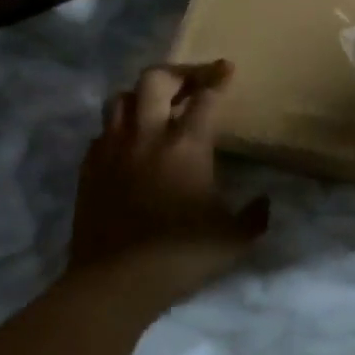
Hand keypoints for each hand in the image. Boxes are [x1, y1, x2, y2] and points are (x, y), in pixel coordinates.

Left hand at [67, 62, 268, 305]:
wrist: (114, 285)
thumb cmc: (180, 256)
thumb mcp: (233, 239)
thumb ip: (254, 216)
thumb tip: (264, 202)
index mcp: (186, 144)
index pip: (205, 97)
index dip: (218, 78)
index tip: (228, 69)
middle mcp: (148, 135)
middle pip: (155, 79)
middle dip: (177, 73)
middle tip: (192, 83)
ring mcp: (113, 149)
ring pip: (120, 98)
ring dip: (141, 96)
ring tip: (157, 107)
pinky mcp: (89, 169)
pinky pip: (102, 132)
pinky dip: (118, 128)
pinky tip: (129, 143)